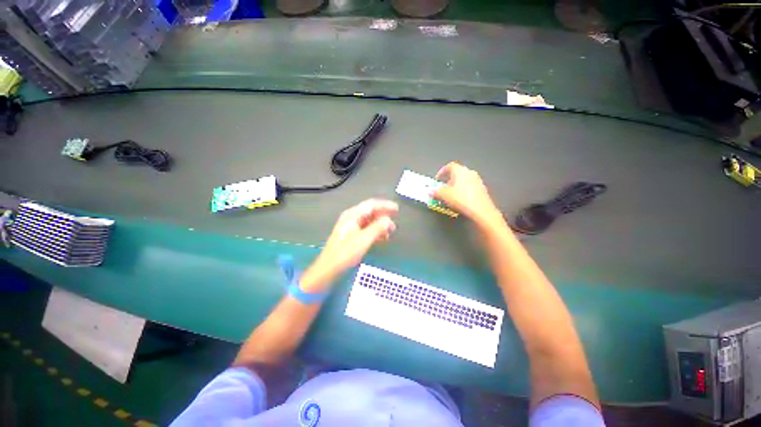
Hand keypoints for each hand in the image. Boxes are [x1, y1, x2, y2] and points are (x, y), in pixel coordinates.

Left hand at [301, 199, 397, 291]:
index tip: (397, 209)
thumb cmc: (346, 252)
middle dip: (383, 217)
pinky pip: (366, 229)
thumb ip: (378, 228)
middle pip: (370, 212)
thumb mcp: (364, 239)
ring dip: (380, 225)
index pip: (371, 205)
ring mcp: (350, 227)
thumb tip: (388, 220)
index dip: (385, 205)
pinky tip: (382, 238)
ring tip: (390, 233)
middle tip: (394, 224)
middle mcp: (351, 218)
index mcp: (352, 215)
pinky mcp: (351, 235)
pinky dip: (375, 232)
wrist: (329, 268)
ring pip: (369, 221)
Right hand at [433, 162, 501, 225]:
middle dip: (448, 181)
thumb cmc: (461, 199)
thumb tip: (430, 191)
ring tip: (450, 196)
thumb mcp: (444, 195)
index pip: (450, 166)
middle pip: (457, 173)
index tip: (437, 180)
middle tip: (442, 189)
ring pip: (463, 181)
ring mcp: (478, 181)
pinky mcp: (482, 190)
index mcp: (461, 171)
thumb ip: (436, 192)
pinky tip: (460, 201)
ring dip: (455, 187)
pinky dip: (462, 192)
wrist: (481, 211)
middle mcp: (470, 173)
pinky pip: (469, 188)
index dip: (442, 172)